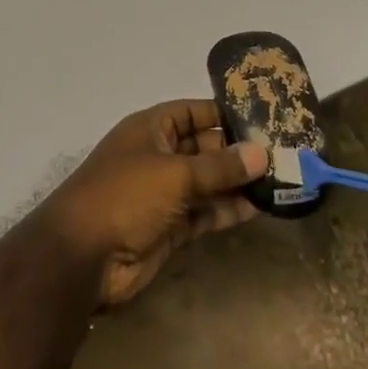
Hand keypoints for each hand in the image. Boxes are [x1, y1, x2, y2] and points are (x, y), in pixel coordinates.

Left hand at [37, 100, 266, 308]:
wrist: (84, 256)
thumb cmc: (125, 196)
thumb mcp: (174, 174)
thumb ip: (219, 167)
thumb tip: (262, 153)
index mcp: (150, 129)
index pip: (192, 112)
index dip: (223, 113)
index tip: (263, 117)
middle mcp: (158, 155)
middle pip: (204, 147)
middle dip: (238, 152)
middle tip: (283, 154)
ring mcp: (164, 193)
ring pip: (208, 182)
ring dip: (238, 183)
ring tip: (280, 181)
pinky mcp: (171, 227)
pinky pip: (205, 212)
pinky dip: (228, 210)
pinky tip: (260, 208)